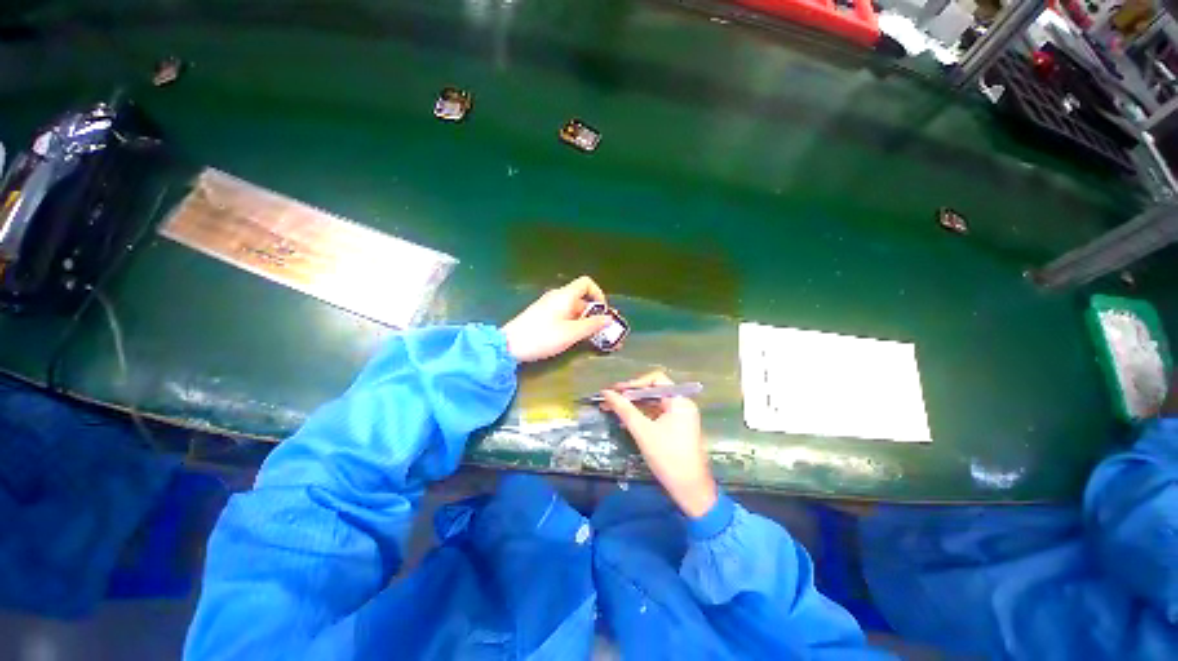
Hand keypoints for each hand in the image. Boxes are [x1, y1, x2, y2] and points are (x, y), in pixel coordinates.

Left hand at [501, 276, 612, 362]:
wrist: (508, 345)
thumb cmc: (542, 337)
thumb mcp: (571, 333)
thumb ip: (592, 325)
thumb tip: (609, 319)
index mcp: (565, 296)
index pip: (587, 283)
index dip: (599, 294)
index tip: (604, 312)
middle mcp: (558, 297)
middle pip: (583, 300)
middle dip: (596, 315)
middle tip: (605, 332)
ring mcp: (549, 307)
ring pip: (574, 311)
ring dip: (587, 323)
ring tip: (596, 339)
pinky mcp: (544, 317)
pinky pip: (565, 317)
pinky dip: (575, 325)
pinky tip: (578, 339)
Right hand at [601, 371, 716, 517]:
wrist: (690, 490)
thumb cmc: (668, 457)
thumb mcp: (643, 431)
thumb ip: (624, 409)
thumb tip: (606, 393)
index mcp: (680, 400)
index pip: (655, 380)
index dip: (634, 383)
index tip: (616, 390)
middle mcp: (682, 404)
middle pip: (653, 391)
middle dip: (631, 395)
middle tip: (610, 398)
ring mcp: (680, 416)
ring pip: (653, 403)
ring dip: (633, 405)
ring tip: (612, 408)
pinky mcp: (676, 428)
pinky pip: (656, 414)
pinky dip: (641, 415)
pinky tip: (625, 419)